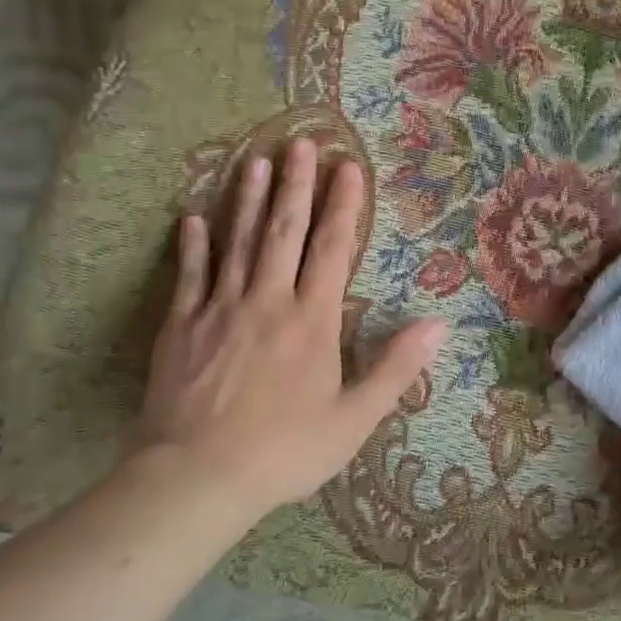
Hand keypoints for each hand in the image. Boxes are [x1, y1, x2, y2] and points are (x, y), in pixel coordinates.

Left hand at [135, 138, 446, 524]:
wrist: (197, 478)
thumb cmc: (285, 450)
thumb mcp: (355, 418)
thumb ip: (396, 367)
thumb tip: (438, 324)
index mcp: (312, 320)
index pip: (332, 249)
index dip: (343, 205)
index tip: (349, 166)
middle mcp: (268, 300)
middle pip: (284, 231)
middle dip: (297, 185)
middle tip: (300, 142)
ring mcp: (220, 309)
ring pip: (237, 242)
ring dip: (249, 200)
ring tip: (256, 161)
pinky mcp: (181, 326)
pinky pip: (190, 276)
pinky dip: (193, 245)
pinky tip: (193, 218)